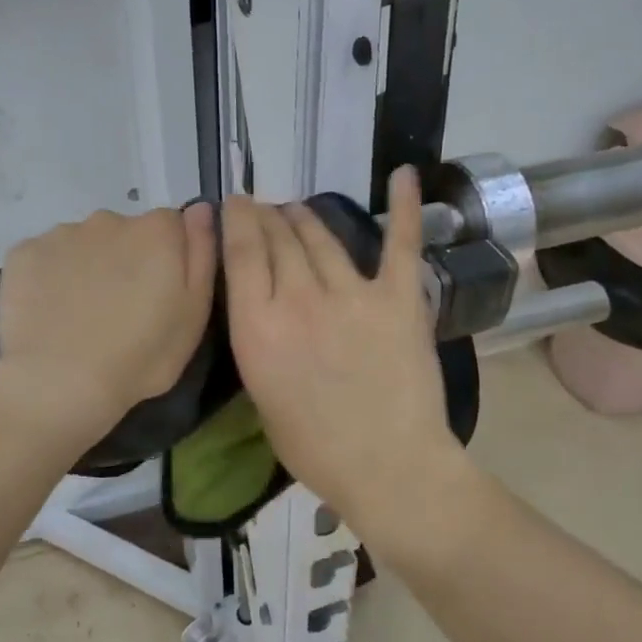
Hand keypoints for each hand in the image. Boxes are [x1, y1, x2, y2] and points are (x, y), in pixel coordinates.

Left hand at [0, 203, 216, 431]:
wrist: (59, 382)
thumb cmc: (141, 355)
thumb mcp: (195, 312)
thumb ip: (202, 252)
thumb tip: (201, 208)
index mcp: (157, 231)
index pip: (172, 227)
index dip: (170, 259)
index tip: (161, 293)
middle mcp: (109, 219)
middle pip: (126, 233)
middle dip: (127, 260)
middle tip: (122, 309)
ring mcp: (62, 233)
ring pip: (84, 244)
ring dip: (89, 267)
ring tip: (83, 314)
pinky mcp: (23, 252)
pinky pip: (46, 258)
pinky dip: (51, 277)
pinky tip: (51, 312)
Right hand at [222, 167, 468, 530]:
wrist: (388, 467)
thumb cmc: (314, 445)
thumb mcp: (261, 392)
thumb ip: (258, 337)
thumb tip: (260, 302)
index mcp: (257, 326)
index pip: (241, 250)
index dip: (237, 218)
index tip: (235, 204)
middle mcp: (299, 298)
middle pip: (279, 236)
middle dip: (268, 216)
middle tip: (265, 210)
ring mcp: (352, 293)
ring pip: (322, 235)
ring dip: (305, 216)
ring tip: (297, 209)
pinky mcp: (397, 297)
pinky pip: (400, 242)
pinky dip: (405, 205)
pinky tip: (405, 173)